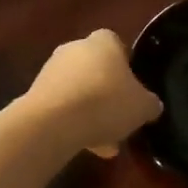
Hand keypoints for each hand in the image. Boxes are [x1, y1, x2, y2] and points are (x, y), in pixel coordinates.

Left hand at [24, 30, 162, 156]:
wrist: (54, 121)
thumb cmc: (106, 102)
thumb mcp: (142, 107)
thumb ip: (150, 104)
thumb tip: (152, 105)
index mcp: (103, 41)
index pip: (118, 45)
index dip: (127, 67)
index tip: (133, 90)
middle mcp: (75, 48)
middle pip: (97, 70)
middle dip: (108, 95)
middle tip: (121, 121)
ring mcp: (52, 69)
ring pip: (80, 91)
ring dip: (91, 113)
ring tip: (105, 145)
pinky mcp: (36, 92)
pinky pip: (63, 107)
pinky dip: (74, 122)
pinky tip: (85, 146)